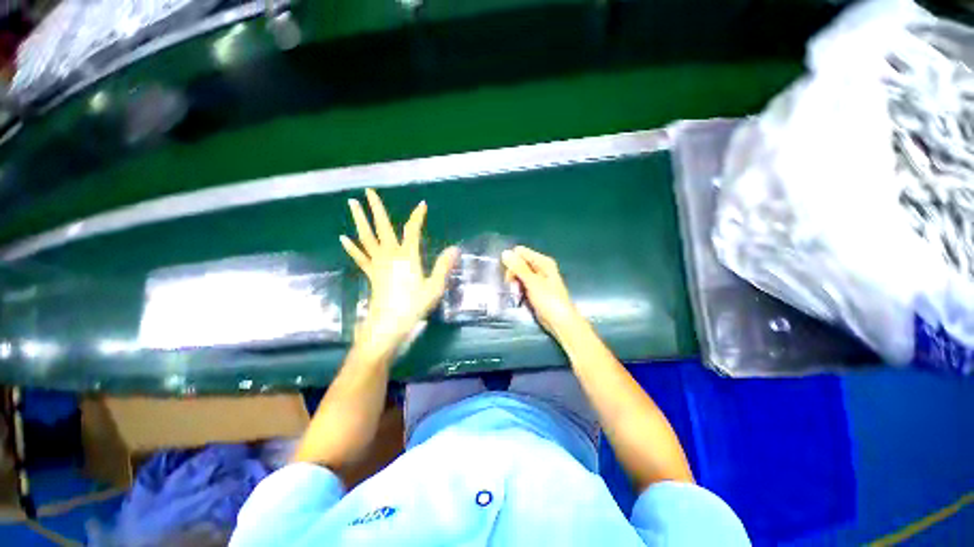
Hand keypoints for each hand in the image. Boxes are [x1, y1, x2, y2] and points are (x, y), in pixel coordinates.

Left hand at [341, 189, 457, 354]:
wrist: (387, 326)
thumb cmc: (413, 307)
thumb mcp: (434, 287)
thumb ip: (443, 266)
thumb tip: (455, 249)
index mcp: (407, 257)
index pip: (413, 231)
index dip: (418, 217)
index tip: (422, 205)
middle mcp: (390, 255)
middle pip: (382, 228)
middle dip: (375, 208)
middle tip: (367, 191)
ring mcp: (377, 264)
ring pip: (366, 238)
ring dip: (359, 220)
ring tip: (351, 204)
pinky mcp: (370, 274)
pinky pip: (360, 257)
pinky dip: (352, 247)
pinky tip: (343, 238)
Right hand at [501, 246, 582, 336]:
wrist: (560, 322)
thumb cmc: (549, 300)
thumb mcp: (532, 282)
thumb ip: (518, 267)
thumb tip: (505, 252)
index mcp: (543, 261)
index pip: (520, 252)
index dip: (512, 262)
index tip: (510, 275)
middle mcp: (540, 267)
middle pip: (518, 263)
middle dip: (512, 274)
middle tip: (513, 287)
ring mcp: (537, 279)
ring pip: (518, 275)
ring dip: (514, 283)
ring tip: (516, 294)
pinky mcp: (534, 289)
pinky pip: (522, 284)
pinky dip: (518, 289)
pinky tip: (518, 297)